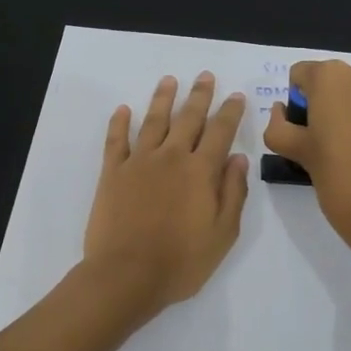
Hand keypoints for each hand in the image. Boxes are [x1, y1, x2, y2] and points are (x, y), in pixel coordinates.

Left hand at [84, 72, 250, 315]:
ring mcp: (138, 162)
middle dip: (199, 96)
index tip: (236, 96)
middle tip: (205, 76)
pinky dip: (119, 123)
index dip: (230, 113)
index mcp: (200, 171)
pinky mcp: (112, 173)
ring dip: (163, 99)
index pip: (220, 133)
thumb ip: (232, 193)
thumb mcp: (223, 233)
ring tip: (169, 80)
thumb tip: (239, 159)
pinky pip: (116, 140)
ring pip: (153, 121)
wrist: (127, 274)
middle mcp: (170, 157)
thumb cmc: (181, 261)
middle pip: (188, 118)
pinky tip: (123, 109)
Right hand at [263, 61, 350, 268]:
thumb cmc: (336, 179)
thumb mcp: (295, 153)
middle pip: (339, 80)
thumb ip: (278, 126)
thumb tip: (281, 110)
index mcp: (326, 77)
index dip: (301, 103)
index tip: (308, 130)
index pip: (302, 76)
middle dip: (335, 102)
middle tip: (337, 139)